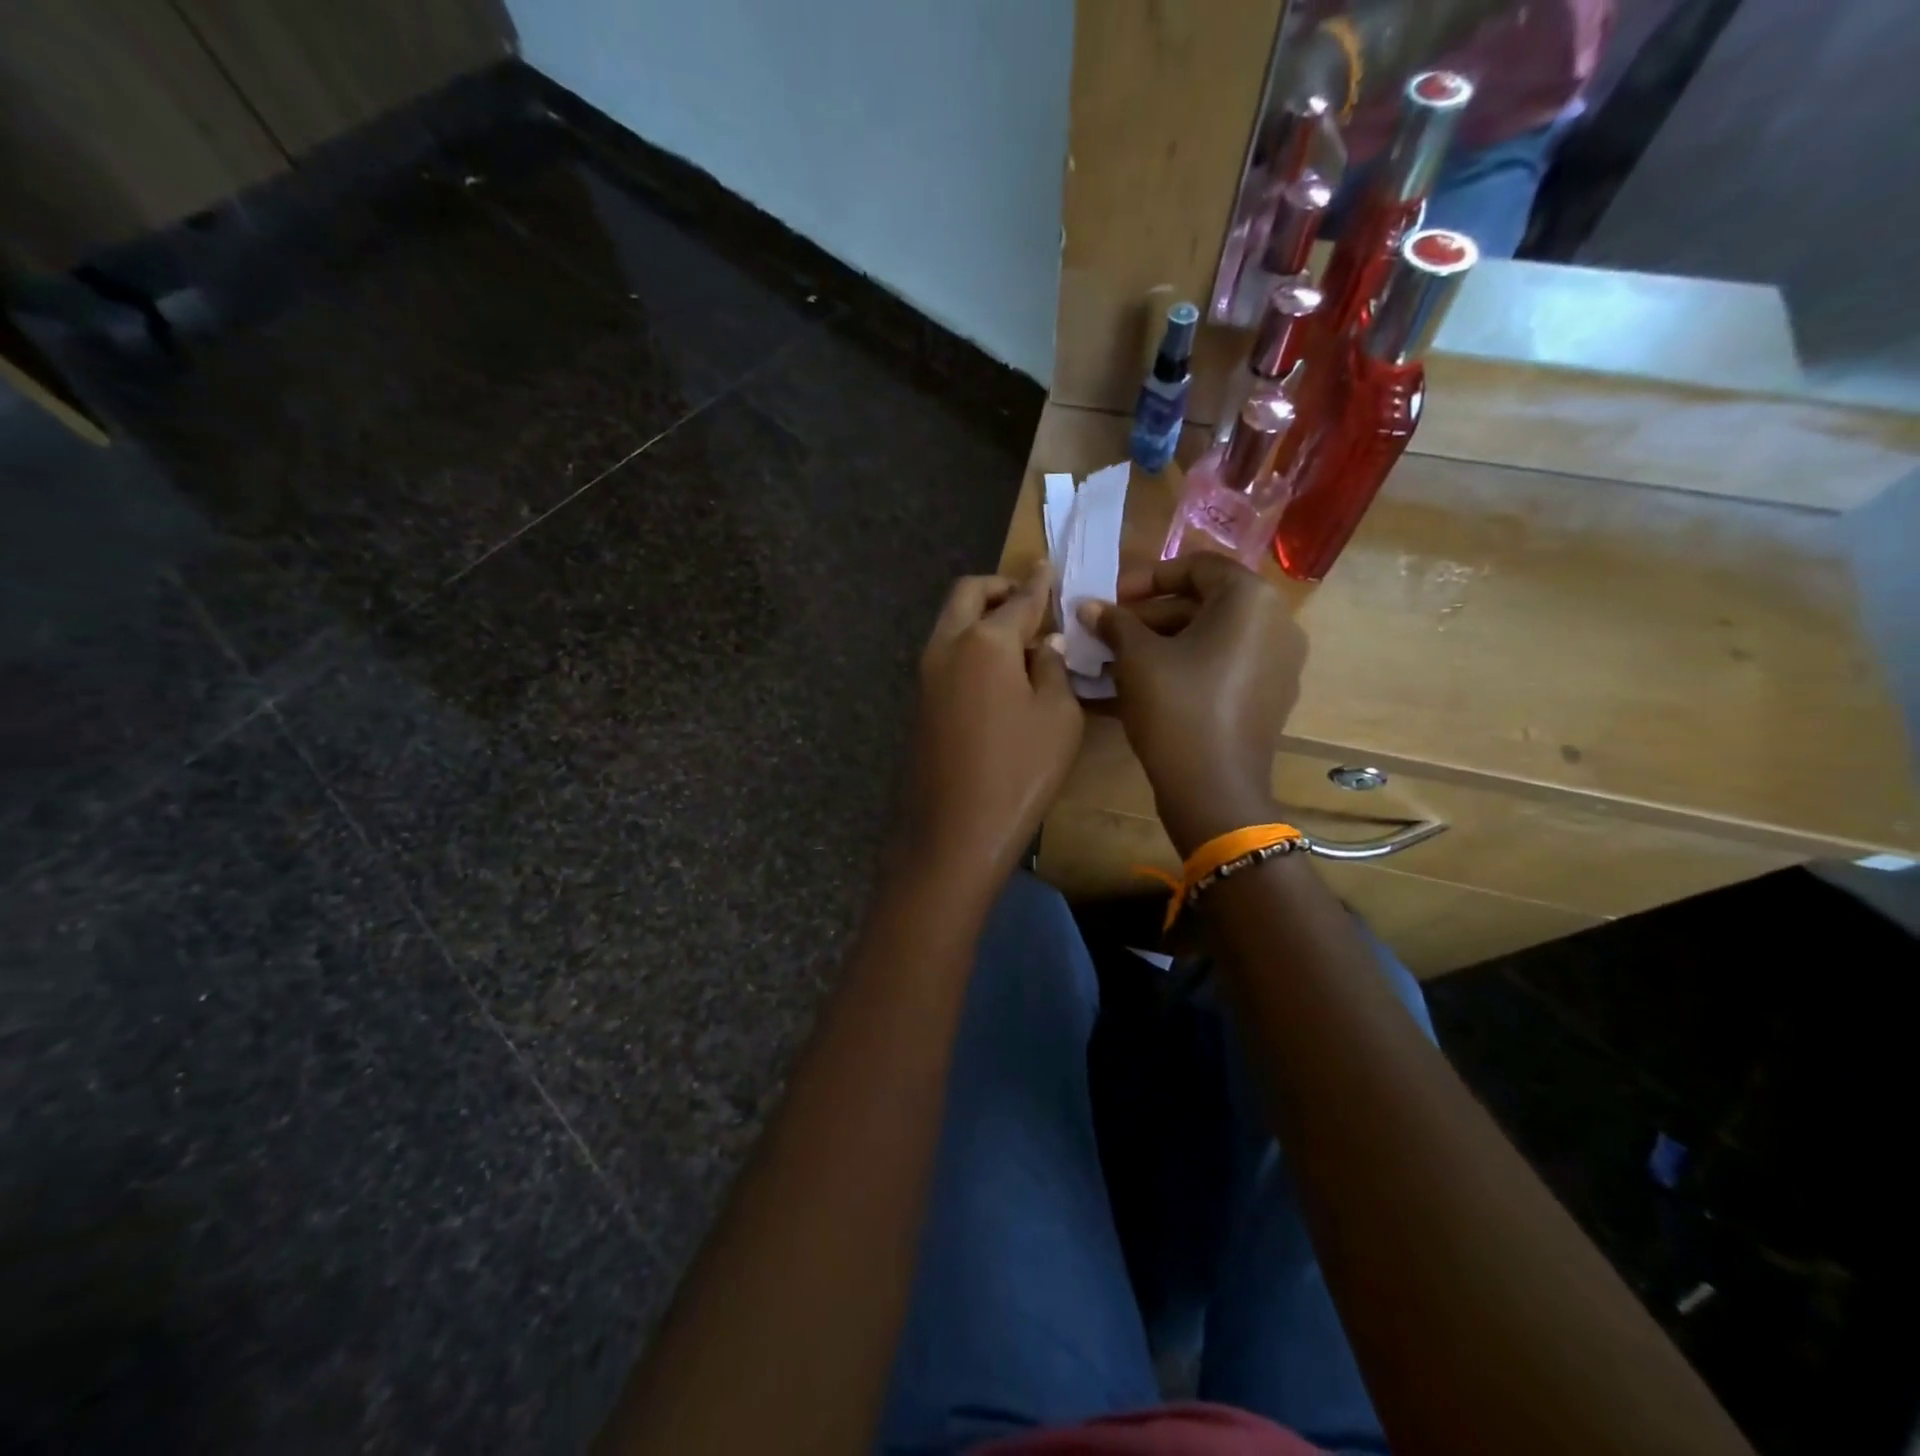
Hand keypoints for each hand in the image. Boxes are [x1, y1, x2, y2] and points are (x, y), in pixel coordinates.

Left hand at [905, 564, 1082, 895]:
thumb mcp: (1059, 718)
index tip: (1048, 567)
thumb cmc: (1019, 772)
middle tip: (1029, 599)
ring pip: (950, 622)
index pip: (1019, 598)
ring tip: (1018, 638)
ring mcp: (926, 674)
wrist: (955, 830)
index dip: (1039, 582)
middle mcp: (947, 646)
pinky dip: (969, 644)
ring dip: (980, 615)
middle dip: (998, 587)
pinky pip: (946, 653)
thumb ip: (1054, 669)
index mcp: (985, 641)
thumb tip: (1044, 645)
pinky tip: (996, 671)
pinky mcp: (920, 701)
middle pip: (968, 594)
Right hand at [1078, 554, 1306, 854]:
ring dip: (1163, 642)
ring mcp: (1278, 662)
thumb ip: (1114, 622)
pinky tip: (1145, 685)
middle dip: (1150, 615)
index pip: (1197, 566)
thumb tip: (1088, 606)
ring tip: (1118, 661)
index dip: (1147, 577)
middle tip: (1109, 632)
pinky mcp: (1270, 696)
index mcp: (1250, 599)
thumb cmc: (1176, 707)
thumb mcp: (1136, 658)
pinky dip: (1186, 666)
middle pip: (1205, 602)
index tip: (1111, 599)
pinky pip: (1223, 666)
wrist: (1213, 788)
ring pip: (1212, 637)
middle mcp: (1276, 622)